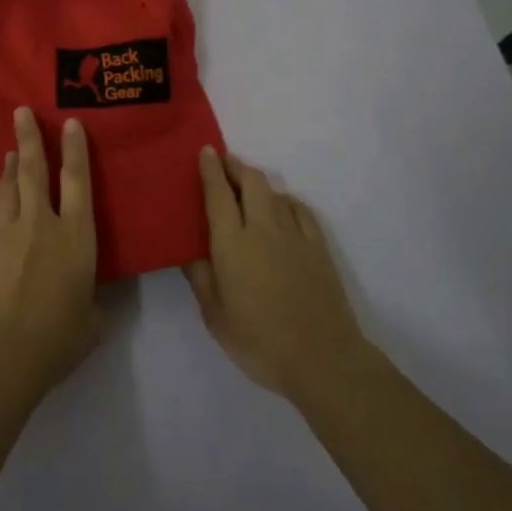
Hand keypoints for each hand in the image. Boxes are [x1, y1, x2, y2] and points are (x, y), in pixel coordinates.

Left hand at [0, 107, 107, 395]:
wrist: (2, 352)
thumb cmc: (59, 337)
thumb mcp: (93, 320)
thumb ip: (94, 302)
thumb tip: (91, 299)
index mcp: (75, 236)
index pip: (78, 181)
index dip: (75, 149)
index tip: (70, 123)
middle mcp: (40, 224)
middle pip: (34, 171)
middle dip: (29, 138)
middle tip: (21, 112)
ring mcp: (5, 234)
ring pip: (6, 190)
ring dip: (8, 169)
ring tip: (10, 155)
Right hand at [185, 148, 370, 398]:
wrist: (322, 359)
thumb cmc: (259, 341)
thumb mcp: (215, 316)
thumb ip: (201, 278)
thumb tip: (189, 251)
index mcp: (233, 243)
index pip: (219, 194)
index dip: (211, 169)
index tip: (206, 151)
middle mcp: (263, 229)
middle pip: (251, 182)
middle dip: (235, 166)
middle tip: (223, 163)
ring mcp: (295, 235)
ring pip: (275, 192)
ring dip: (258, 183)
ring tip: (247, 188)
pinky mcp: (318, 247)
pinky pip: (300, 210)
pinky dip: (286, 200)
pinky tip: (282, 208)